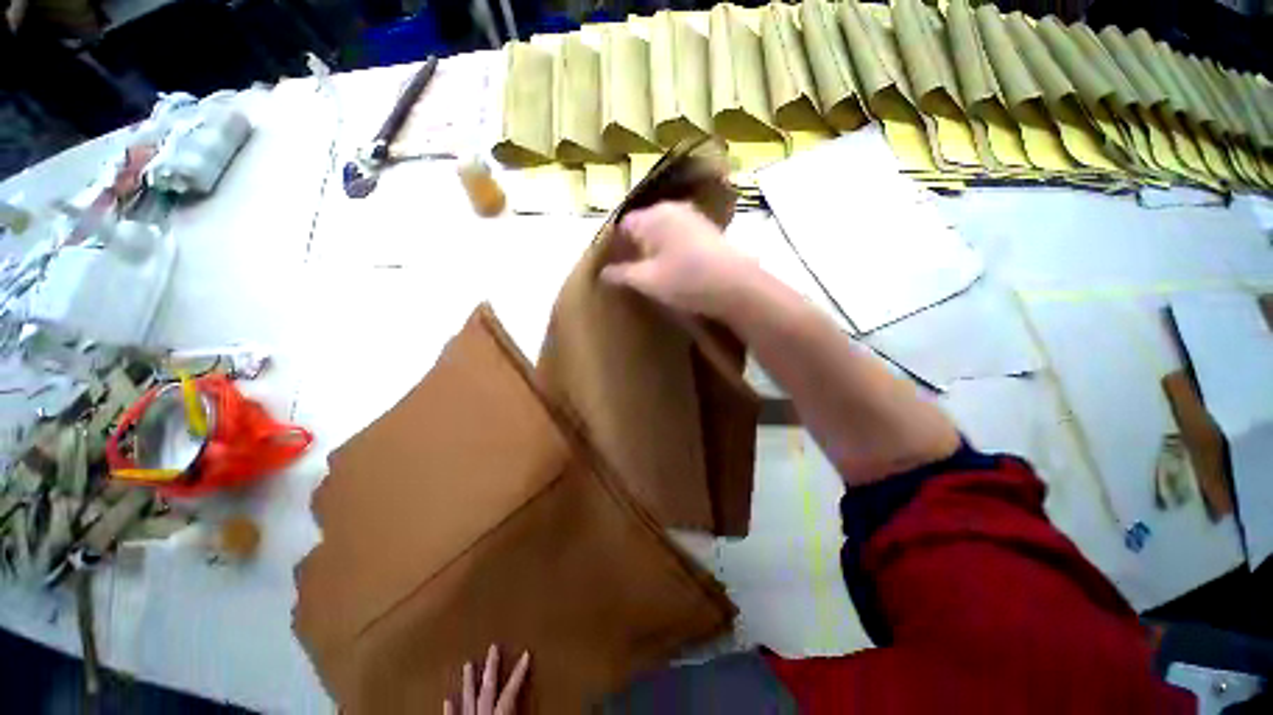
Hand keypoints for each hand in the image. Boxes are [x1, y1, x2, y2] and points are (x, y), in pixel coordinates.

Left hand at [444, 645, 529, 714]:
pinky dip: (451, 708)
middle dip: (491, 667)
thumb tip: (527, 703)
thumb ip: (517, 712)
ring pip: (467, 698)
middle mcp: (481, 714)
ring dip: (469, 681)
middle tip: (493, 646)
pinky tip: (448, 698)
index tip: (526, 653)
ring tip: (468, 663)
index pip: (510, 691)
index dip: (519, 672)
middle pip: (487, 688)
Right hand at [601, 201, 756, 318]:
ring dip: (655, 248)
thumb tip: (603, 273)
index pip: (623, 225)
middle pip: (644, 225)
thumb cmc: (686, 280)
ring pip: (663, 230)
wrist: (736, 287)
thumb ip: (621, 274)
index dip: (615, 246)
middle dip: (635, 247)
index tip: (613, 266)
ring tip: (652, 272)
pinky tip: (675, 268)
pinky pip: (680, 236)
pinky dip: (672, 249)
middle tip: (631, 271)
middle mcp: (673, 209)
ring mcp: (694, 218)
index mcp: (653, 216)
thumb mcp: (647, 281)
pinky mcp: (708, 231)